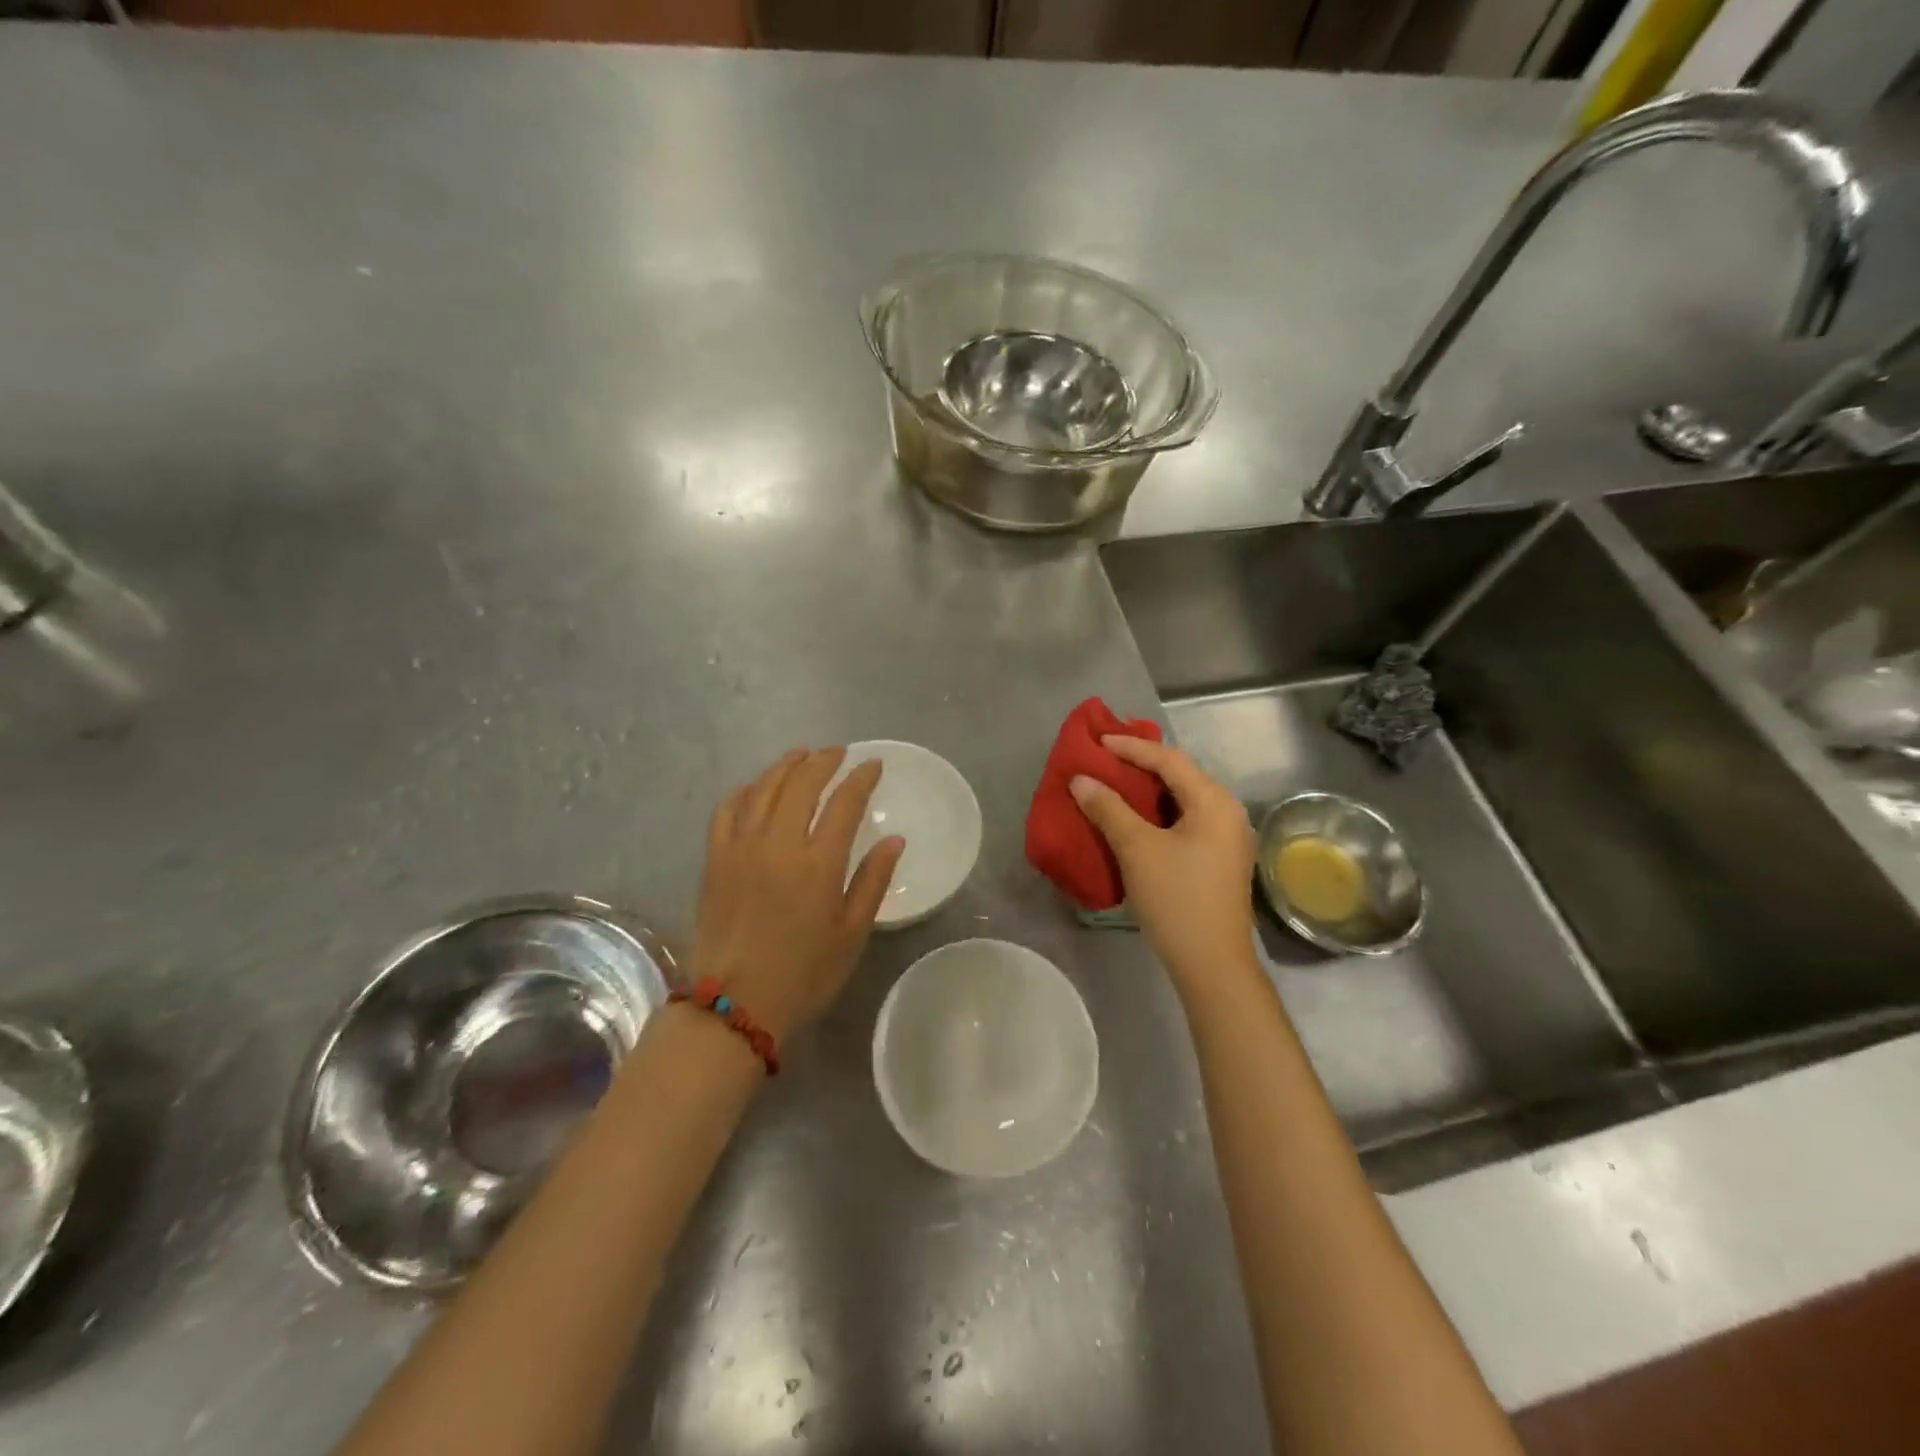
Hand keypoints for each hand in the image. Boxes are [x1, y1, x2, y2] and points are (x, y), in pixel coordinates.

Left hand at [689, 748, 903, 1041]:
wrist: (734, 1005)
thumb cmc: (804, 974)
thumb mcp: (851, 933)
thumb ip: (873, 880)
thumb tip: (895, 839)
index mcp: (818, 863)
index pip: (844, 802)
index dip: (861, 778)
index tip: (873, 765)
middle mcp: (779, 843)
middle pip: (802, 783)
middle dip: (823, 761)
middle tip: (838, 753)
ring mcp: (741, 847)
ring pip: (764, 788)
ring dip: (785, 766)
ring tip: (801, 755)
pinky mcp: (714, 859)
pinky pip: (727, 809)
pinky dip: (745, 790)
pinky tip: (756, 787)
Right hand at [1071, 735, 1257, 999]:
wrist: (1211, 964)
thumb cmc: (1176, 899)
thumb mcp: (1136, 849)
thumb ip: (1108, 809)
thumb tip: (1080, 780)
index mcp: (1214, 802)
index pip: (1169, 760)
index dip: (1131, 748)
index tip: (1097, 742)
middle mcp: (1226, 813)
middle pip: (1179, 777)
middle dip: (1139, 766)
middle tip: (1103, 760)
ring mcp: (1226, 839)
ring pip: (1180, 801)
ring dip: (1146, 792)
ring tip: (1112, 785)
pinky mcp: (1217, 861)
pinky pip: (1183, 822)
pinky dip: (1156, 815)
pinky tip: (1132, 821)